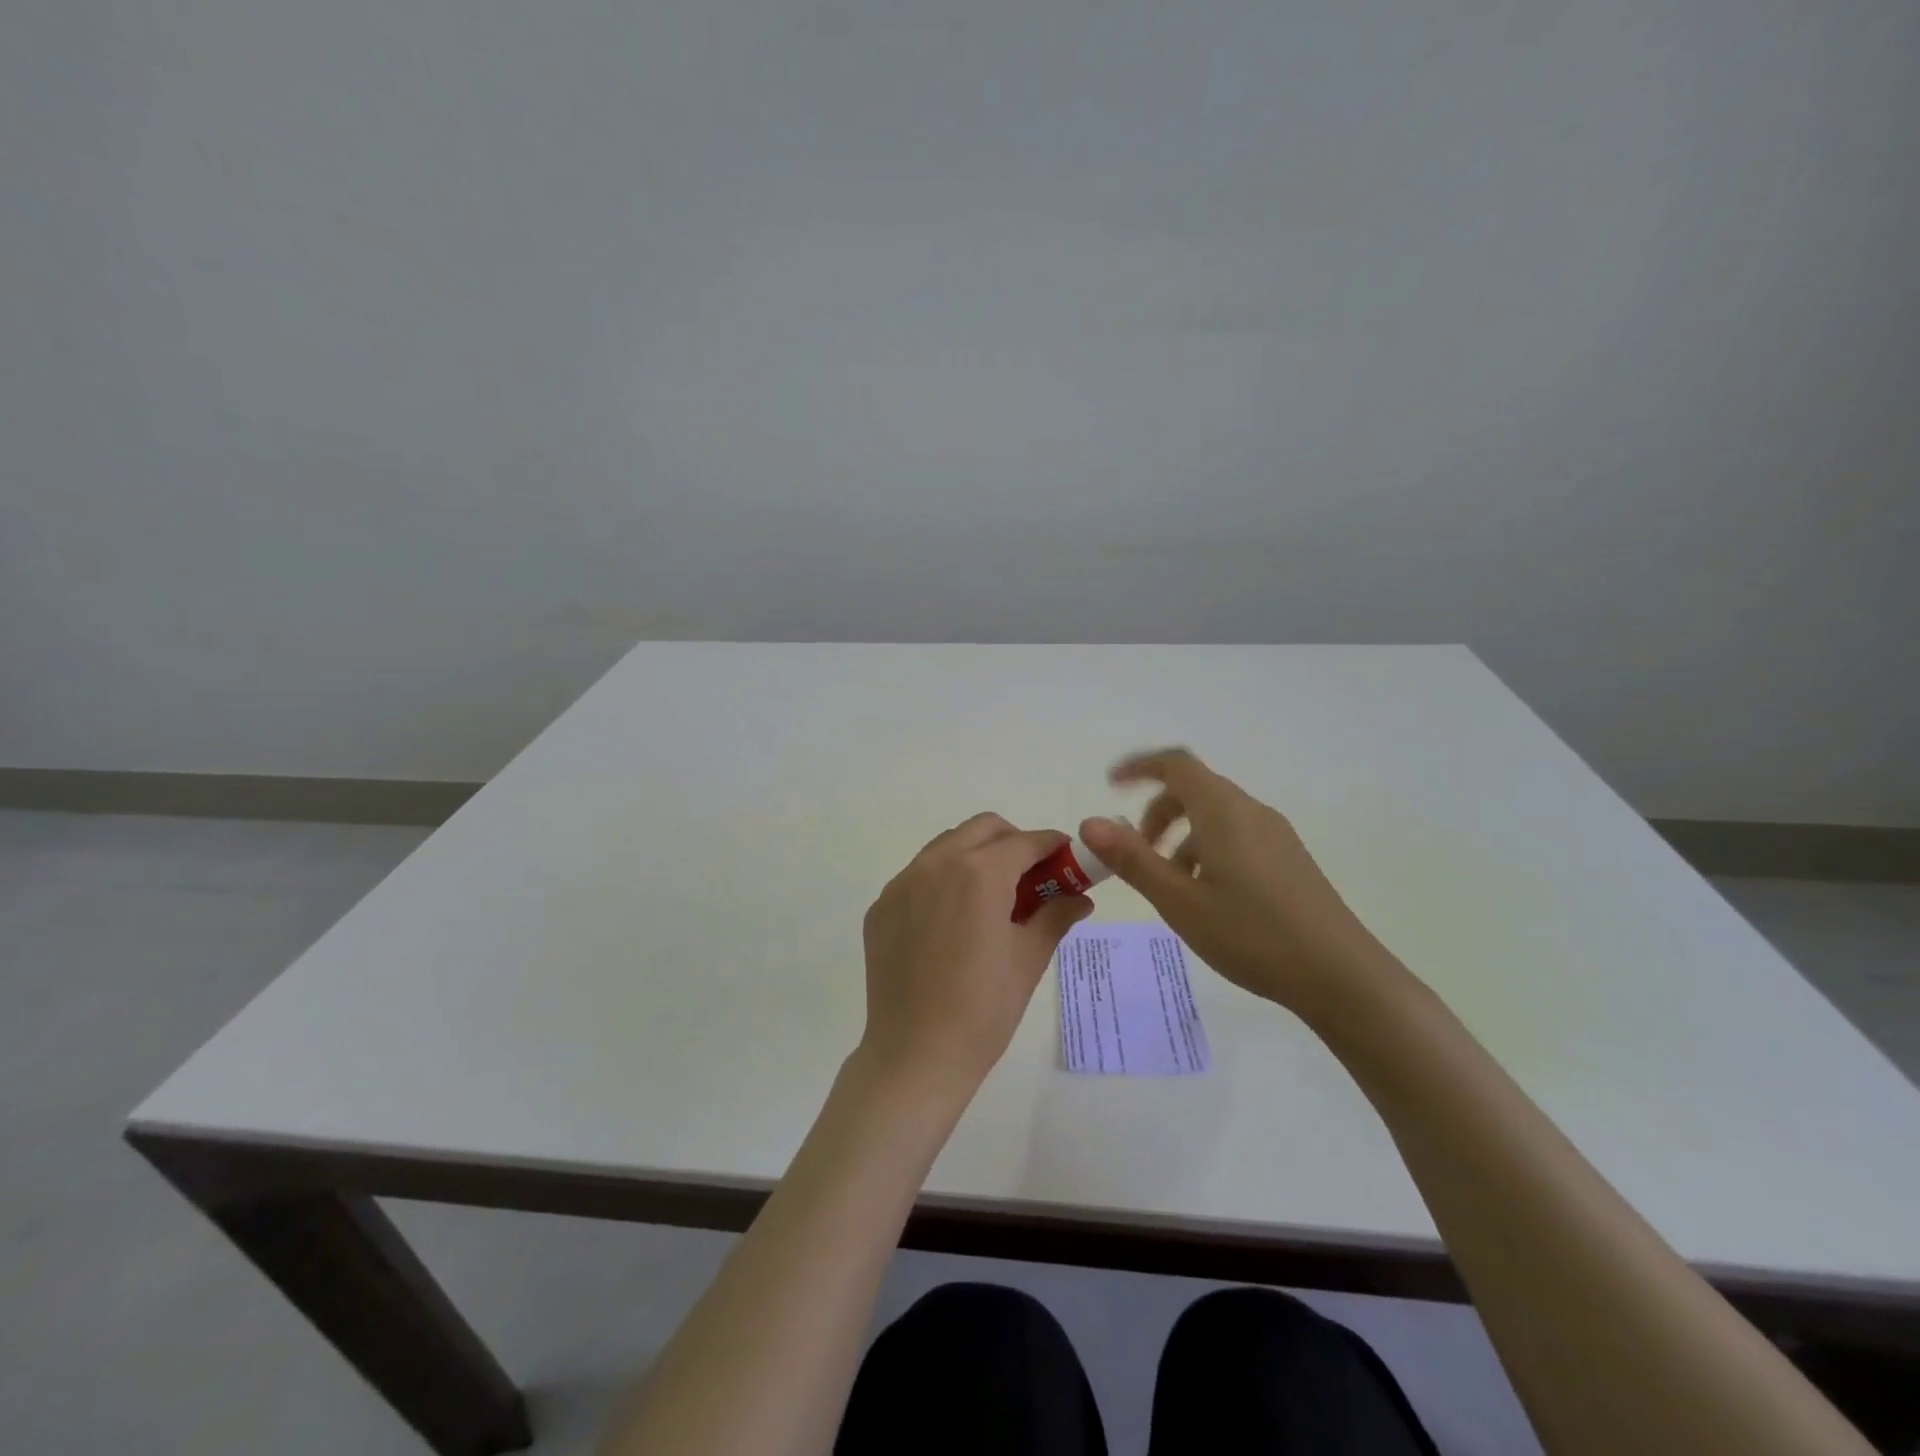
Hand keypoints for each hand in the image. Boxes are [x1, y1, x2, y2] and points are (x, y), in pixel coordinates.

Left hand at [860, 813, 1093, 1098]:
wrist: (915, 1054)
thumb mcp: (1029, 959)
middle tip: (1030, 876)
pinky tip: (952, 921)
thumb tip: (1080, 898)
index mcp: (979, 874)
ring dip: (975, 855)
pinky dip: (942, 881)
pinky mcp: (881, 907)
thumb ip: (1055, 915)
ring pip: (946, 846)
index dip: (1052, 846)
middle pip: (983, 829)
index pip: (1025, 842)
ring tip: (991, 897)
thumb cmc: (984, 1008)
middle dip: (1013, 841)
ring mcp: (902, 884)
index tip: (1067, 857)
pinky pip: (917, 875)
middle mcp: (936, 864)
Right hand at [1079, 749, 1390, 1017]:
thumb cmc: (1252, 934)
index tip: (1111, 785)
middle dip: (1157, 813)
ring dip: (1181, 837)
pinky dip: (1207, 850)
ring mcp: (1275, 836)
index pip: (1176, 765)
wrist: (1341, 976)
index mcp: (1223, 811)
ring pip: (1215, 817)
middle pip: (1194, 790)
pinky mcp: (1289, 860)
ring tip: (1170, 885)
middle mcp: (1251, 812)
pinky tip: (1207, 898)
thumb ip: (1132, 859)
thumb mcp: (1179, 901)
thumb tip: (1090, 823)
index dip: (1140, 767)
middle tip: (1137, 852)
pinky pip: (1236, 837)